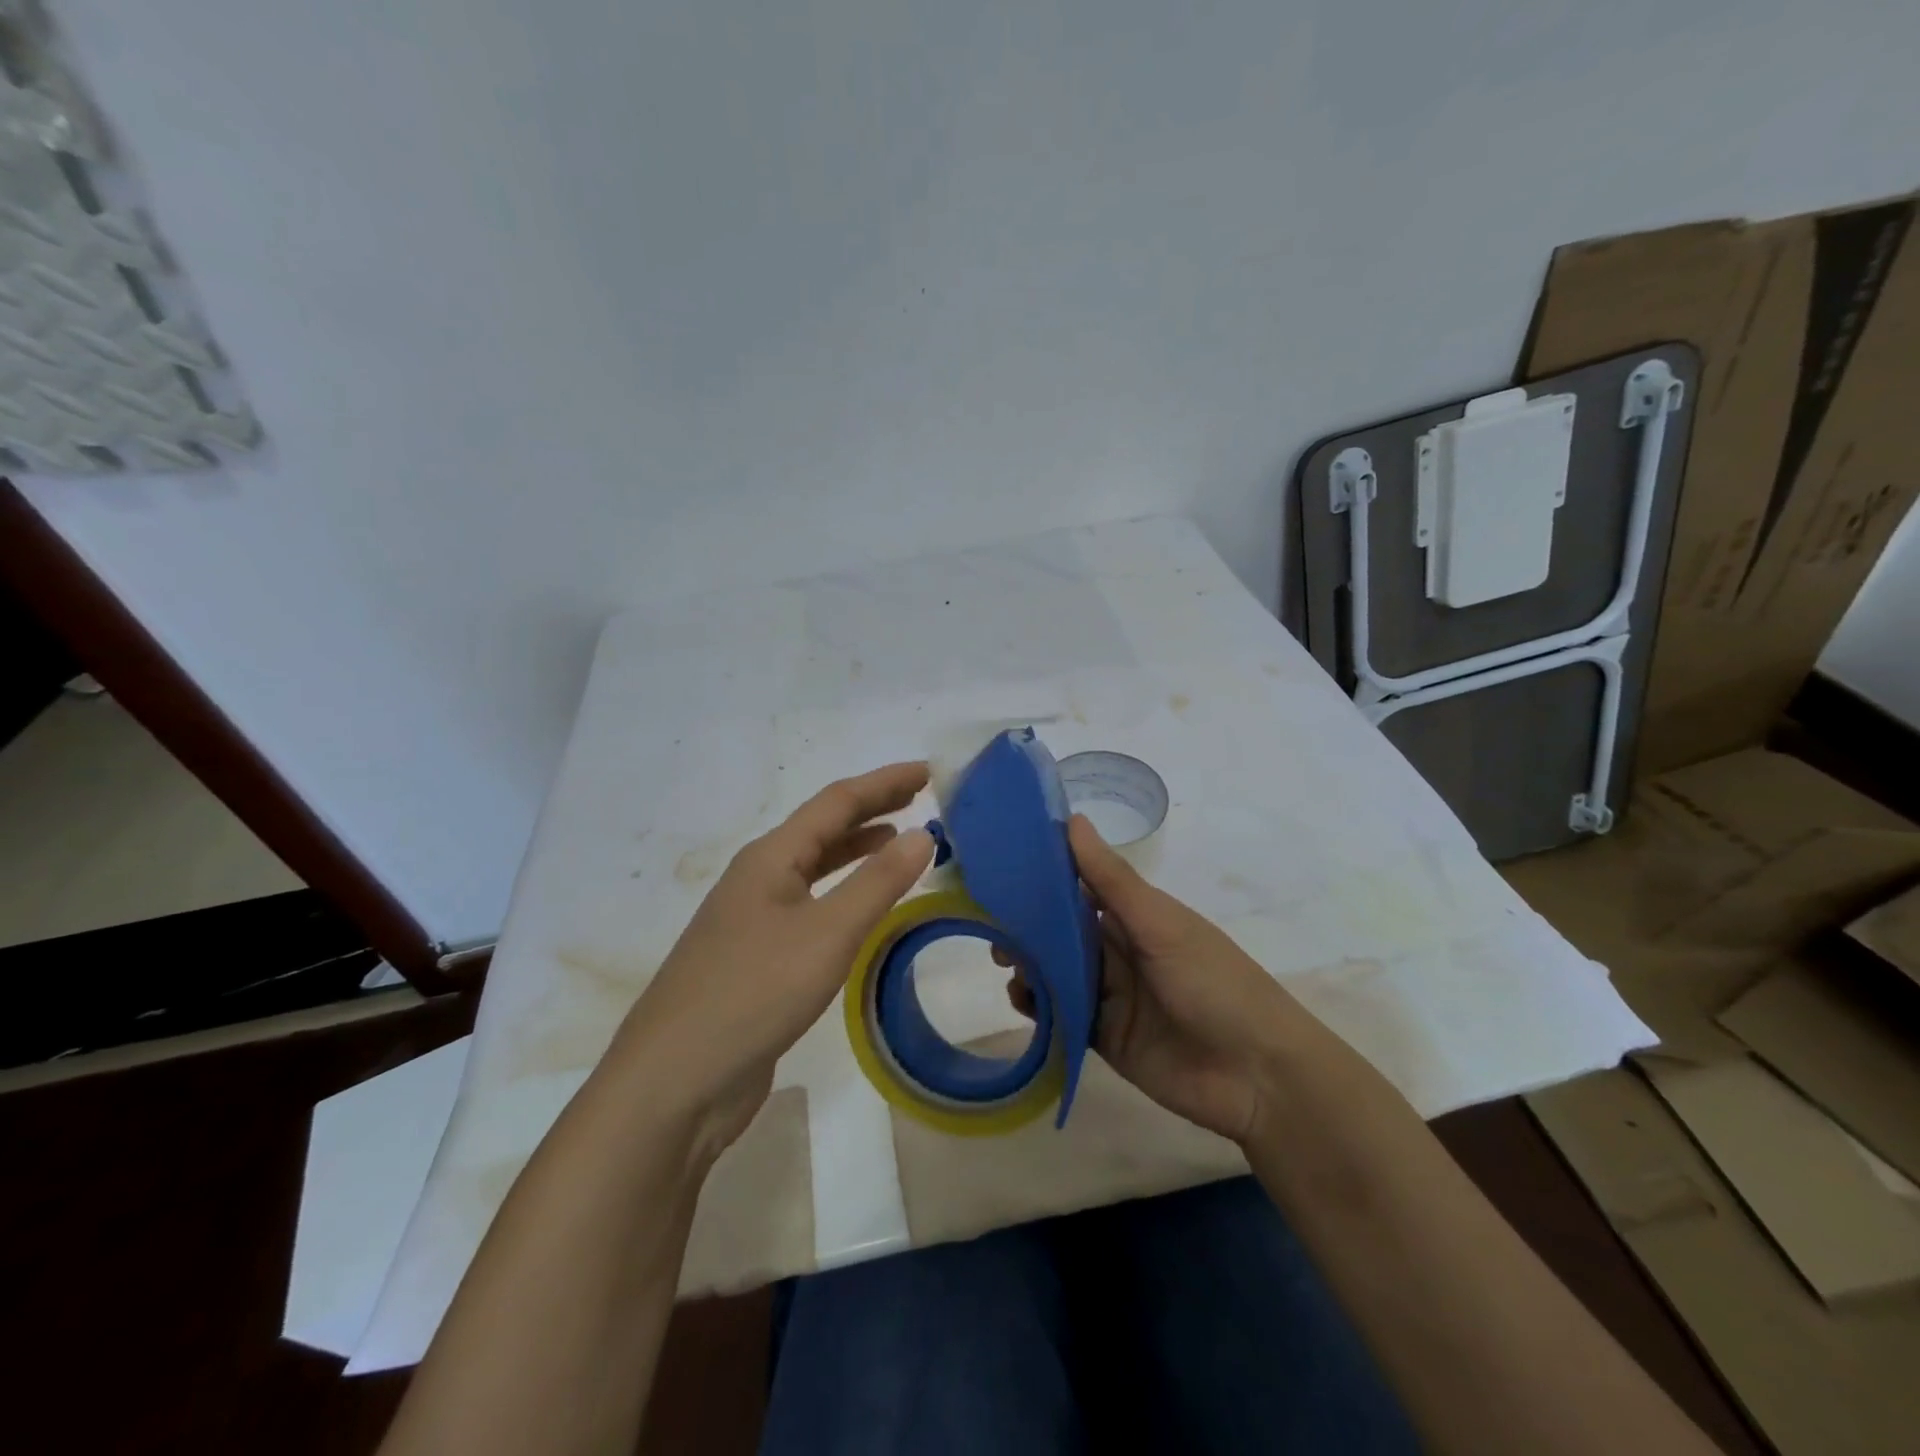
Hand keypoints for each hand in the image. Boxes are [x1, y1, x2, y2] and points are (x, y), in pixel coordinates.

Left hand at [609, 762, 935, 1161]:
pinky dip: (845, 892)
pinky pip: (811, 906)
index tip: (930, 770)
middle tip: (922, 799)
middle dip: (873, 808)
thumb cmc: (753, 993)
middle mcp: (760, 878)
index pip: (837, 801)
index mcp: (771, 857)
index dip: (885, 782)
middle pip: (824, 828)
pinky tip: (864, 908)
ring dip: (858, 849)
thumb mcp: (827, 933)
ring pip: (816, 868)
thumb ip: (878, 882)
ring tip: (900, 841)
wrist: (675, 1082)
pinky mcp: (757, 958)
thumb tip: (923, 833)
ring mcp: (754, 919)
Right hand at [1010, 816, 1302, 1144]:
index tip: (1000, 871)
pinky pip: (1062, 1015)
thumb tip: (1071, 819)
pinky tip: (1022, 1001)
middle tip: (992, 929)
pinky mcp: (1104, 1037)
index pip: (1080, 887)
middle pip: (1062, 932)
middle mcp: (1120, 951)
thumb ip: (1111, 880)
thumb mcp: (1161, 925)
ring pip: (1058, 972)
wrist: (1257, 1076)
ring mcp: (1112, 995)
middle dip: (1027, 929)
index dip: (1042, 878)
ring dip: (1030, 966)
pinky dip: (1039, 1007)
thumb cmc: (1214, 983)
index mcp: (1136, 917)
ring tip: (1006, 966)